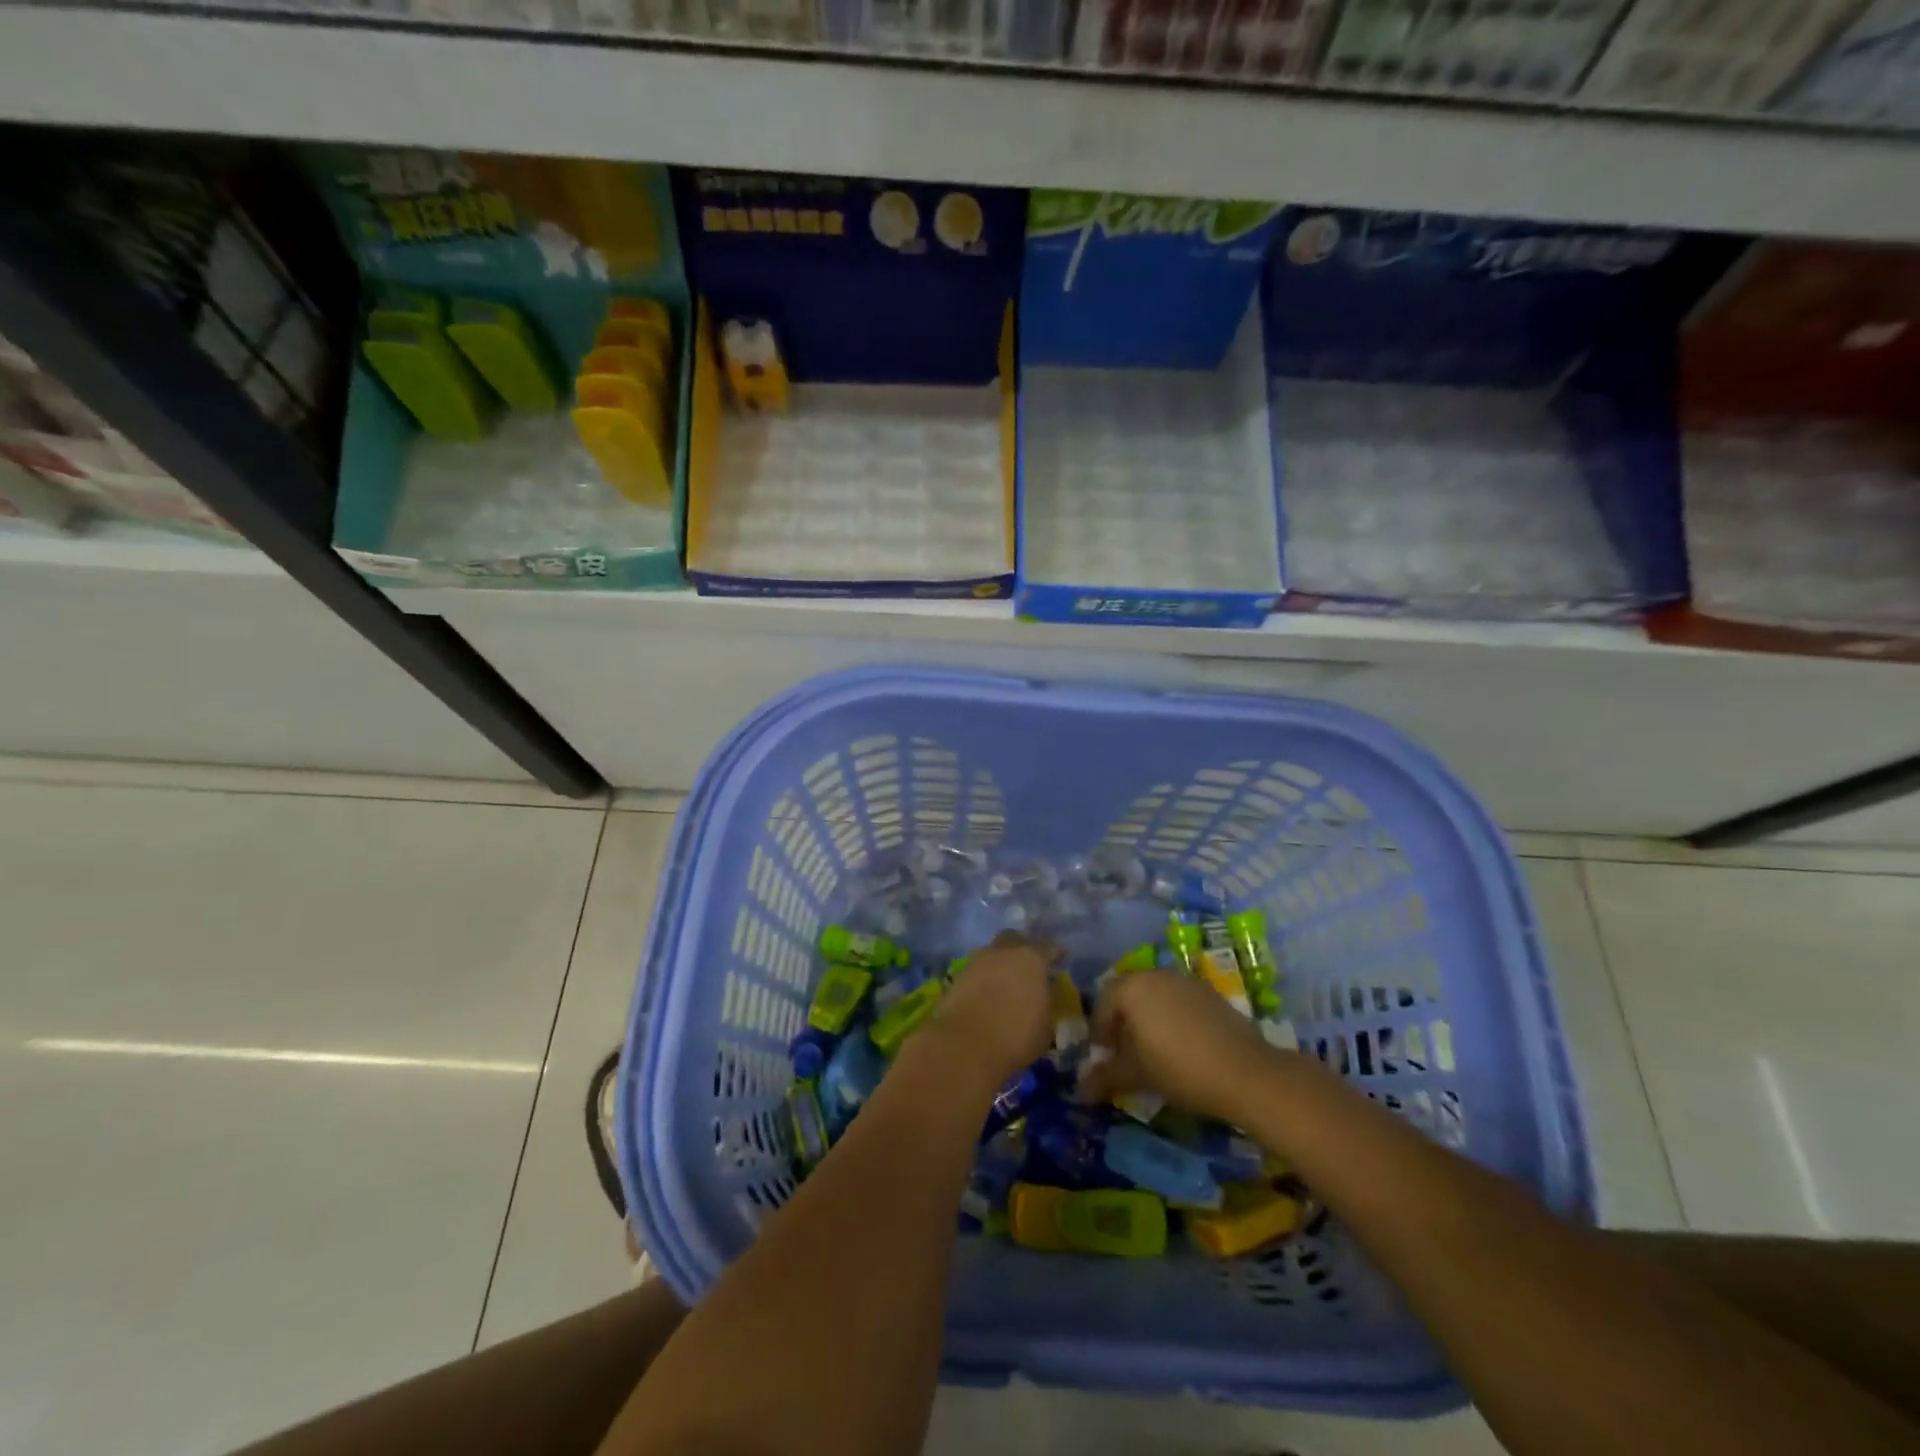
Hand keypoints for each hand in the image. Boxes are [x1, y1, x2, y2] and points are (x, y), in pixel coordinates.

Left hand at [919, 932, 1056, 1089]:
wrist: (965, 1045)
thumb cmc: (1015, 1036)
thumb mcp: (1045, 1025)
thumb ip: (1046, 1002)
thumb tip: (1043, 993)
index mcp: (1032, 958)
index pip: (1048, 948)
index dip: (1055, 953)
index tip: (1059, 958)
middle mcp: (1004, 952)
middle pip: (1015, 939)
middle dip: (1023, 947)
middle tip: (1029, 965)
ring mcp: (977, 961)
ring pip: (993, 953)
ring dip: (1000, 963)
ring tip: (1006, 981)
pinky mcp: (957, 976)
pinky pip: (977, 970)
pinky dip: (984, 977)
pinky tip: (988, 992)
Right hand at [1077, 969, 1277, 1124]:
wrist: (1245, 1072)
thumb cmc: (1179, 1068)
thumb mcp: (1137, 1074)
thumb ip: (1105, 1076)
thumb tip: (1078, 1092)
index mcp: (1132, 987)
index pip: (1102, 1003)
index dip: (1099, 1032)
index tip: (1104, 1057)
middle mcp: (1155, 974)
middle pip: (1128, 994)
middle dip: (1121, 1022)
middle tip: (1125, 1053)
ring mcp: (1185, 980)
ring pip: (1154, 995)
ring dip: (1147, 1018)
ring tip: (1153, 1051)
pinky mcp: (1209, 992)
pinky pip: (1178, 999)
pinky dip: (1171, 1017)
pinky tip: (1181, 1046)